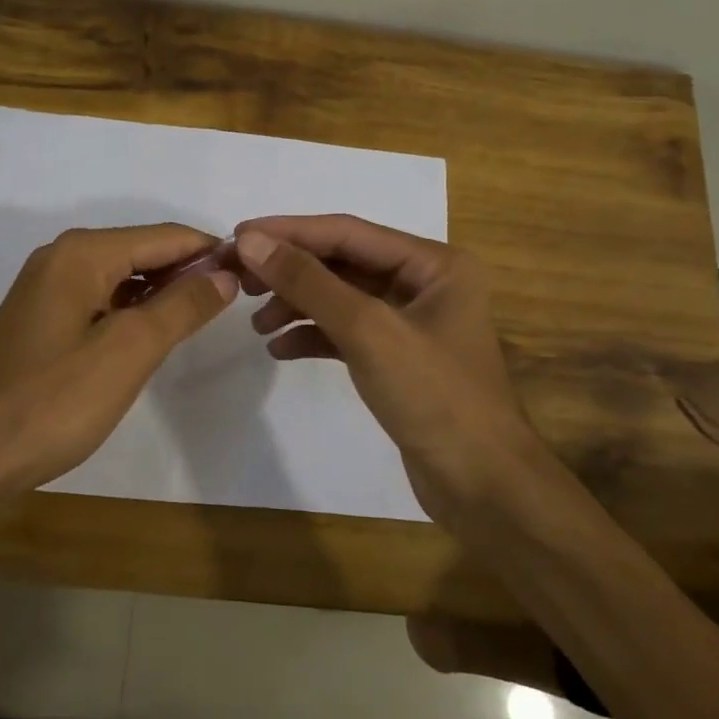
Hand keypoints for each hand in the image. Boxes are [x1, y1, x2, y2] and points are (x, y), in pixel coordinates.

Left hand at [0, 224, 237, 492]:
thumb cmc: (54, 400)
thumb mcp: (130, 350)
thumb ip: (182, 306)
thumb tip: (226, 273)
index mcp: (83, 253)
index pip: (165, 236)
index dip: (211, 251)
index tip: (254, 273)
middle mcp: (62, 257)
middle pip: (143, 251)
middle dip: (189, 271)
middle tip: (237, 300)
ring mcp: (47, 289)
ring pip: (123, 277)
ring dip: (163, 292)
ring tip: (206, 316)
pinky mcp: (42, 320)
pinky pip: (101, 300)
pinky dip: (133, 310)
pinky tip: (156, 333)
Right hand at [232, 215, 548, 538]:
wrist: (482, 486)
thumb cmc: (433, 396)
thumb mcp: (367, 330)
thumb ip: (309, 282)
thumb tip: (251, 241)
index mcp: (433, 263)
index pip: (348, 232)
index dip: (290, 232)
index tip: (237, 237)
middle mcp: (424, 283)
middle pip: (342, 263)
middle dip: (290, 270)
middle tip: (238, 279)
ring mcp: (411, 322)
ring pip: (341, 298)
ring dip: (297, 305)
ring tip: (257, 323)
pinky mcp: (397, 358)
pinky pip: (346, 332)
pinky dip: (313, 336)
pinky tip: (280, 349)